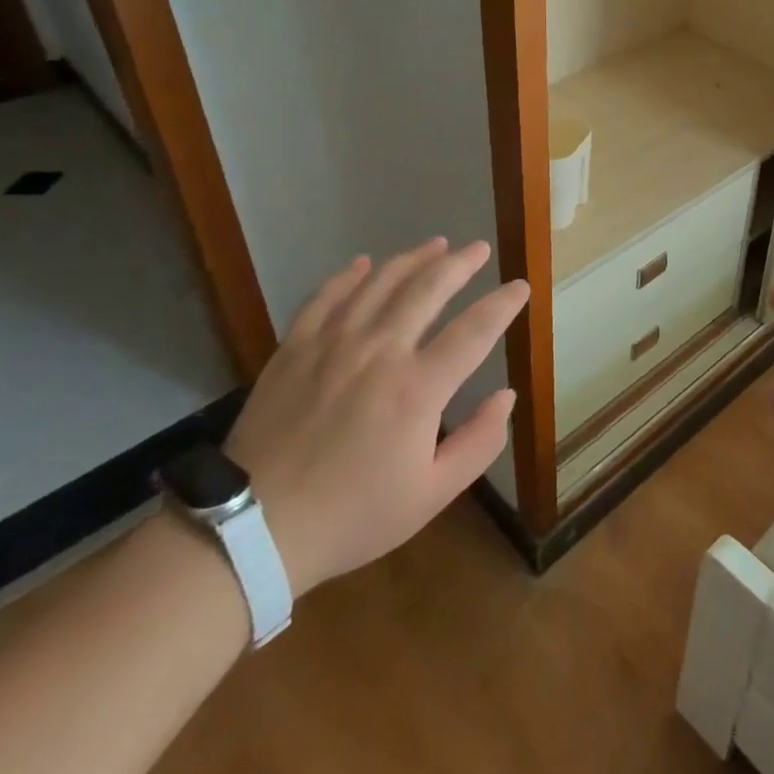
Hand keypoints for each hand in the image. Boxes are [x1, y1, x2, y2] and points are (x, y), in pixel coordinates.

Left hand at [223, 238, 527, 595]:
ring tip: (436, 244)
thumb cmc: (352, 515)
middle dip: (460, 264)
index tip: (521, 286)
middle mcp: (379, 351)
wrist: (253, 529)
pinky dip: (349, 275)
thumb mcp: (432, 495)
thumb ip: (479, 443)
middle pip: (428, 289)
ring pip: (380, 283)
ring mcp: (332, 344)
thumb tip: (506, 396)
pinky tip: (364, 263)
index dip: (502, 304)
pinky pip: (326, 296)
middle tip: (479, 248)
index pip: (474, 330)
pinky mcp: (294, 348)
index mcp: (418, 388)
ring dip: (413, 259)